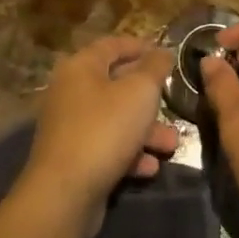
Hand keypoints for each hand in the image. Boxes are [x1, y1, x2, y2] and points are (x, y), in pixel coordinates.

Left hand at [19, 36, 179, 237]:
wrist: (64, 193)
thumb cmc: (104, 130)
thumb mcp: (139, 92)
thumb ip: (154, 68)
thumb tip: (162, 52)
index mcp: (81, 66)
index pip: (112, 45)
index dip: (140, 47)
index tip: (166, 54)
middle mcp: (70, 91)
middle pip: (116, 84)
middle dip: (149, 97)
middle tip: (174, 105)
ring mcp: (69, 126)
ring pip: (115, 119)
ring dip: (145, 130)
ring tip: (171, 144)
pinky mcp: (73, 157)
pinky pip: (106, 146)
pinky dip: (129, 153)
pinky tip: (150, 167)